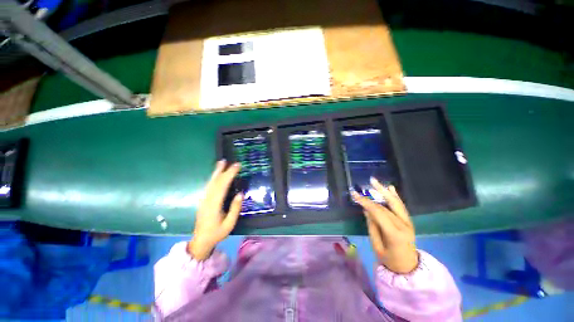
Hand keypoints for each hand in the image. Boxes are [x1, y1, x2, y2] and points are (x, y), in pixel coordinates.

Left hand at [188, 160, 242, 259]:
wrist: (200, 241)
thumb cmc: (217, 233)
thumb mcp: (229, 224)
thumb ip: (235, 208)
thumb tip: (240, 194)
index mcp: (214, 205)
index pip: (222, 186)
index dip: (229, 175)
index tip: (237, 166)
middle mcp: (207, 199)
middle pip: (215, 182)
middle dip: (224, 170)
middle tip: (231, 162)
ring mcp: (203, 199)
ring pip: (210, 182)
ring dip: (216, 172)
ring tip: (221, 162)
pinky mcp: (203, 200)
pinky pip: (209, 186)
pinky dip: (213, 178)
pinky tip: (216, 174)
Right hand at [352, 178, 417, 273]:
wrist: (408, 268)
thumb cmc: (390, 260)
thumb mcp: (376, 246)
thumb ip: (372, 226)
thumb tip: (366, 210)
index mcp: (395, 234)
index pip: (378, 213)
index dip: (366, 202)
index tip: (355, 195)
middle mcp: (403, 225)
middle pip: (385, 207)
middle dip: (371, 197)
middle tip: (362, 187)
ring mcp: (408, 222)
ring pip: (395, 203)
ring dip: (384, 191)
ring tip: (374, 181)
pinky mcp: (409, 221)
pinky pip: (401, 206)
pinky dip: (395, 196)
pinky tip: (390, 188)